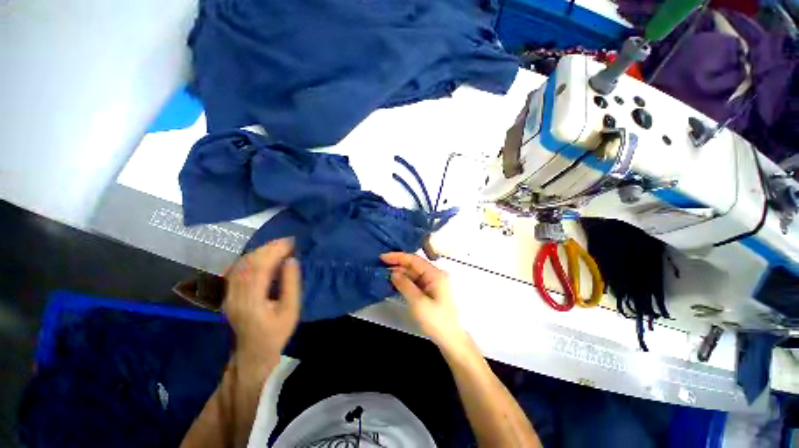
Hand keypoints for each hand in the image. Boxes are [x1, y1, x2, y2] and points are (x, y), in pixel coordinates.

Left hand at [224, 238, 300, 364]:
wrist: (254, 351)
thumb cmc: (277, 332)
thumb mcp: (291, 309)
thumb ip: (291, 284)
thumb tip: (291, 260)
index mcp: (251, 301)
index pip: (260, 267)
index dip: (275, 251)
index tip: (291, 242)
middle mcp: (235, 295)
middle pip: (248, 263)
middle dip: (268, 248)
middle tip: (288, 242)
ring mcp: (228, 294)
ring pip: (241, 264)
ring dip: (260, 251)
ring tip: (279, 247)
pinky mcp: (228, 293)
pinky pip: (237, 269)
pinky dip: (251, 258)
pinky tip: (263, 256)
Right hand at [380, 253, 467, 350]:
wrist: (451, 340)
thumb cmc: (437, 321)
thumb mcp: (418, 303)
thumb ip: (405, 285)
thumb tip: (393, 273)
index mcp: (435, 274)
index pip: (414, 260)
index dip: (398, 257)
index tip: (383, 257)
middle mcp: (434, 275)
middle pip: (413, 266)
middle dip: (397, 265)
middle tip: (380, 267)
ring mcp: (431, 284)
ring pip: (412, 274)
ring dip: (399, 274)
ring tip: (383, 274)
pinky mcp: (429, 292)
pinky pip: (414, 282)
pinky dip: (404, 282)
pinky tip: (394, 283)